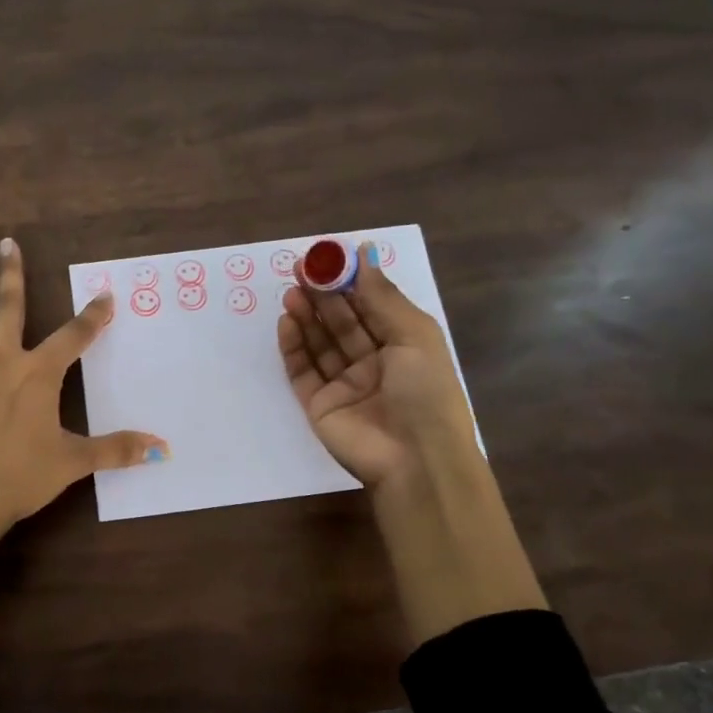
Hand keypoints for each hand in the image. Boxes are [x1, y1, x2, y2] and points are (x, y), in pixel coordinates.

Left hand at [0, 236, 166, 599]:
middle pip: (11, 309)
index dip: (93, 316)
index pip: (74, 337)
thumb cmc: (21, 477)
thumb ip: (116, 450)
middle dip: (14, 274)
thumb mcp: (74, 463)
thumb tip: (161, 448)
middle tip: (9, 241)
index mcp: (39, 375)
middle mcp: (2, 361)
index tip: (105, 295)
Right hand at [277, 244, 475, 493]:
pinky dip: (293, 347)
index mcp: (403, 346)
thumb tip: (363, 252)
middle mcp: (373, 363)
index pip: (371, 306)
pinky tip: (287, 322)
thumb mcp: (414, 335)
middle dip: (322, 295)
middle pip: (342, 322)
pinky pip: (303, 371)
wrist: (416, 460)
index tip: (327, 258)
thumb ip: (382, 296)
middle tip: (300, 270)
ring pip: (320, 344)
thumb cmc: (426, 392)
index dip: (350, 281)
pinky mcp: (320, 405)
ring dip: (306, 316)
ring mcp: (345, 385)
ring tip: (290, 292)